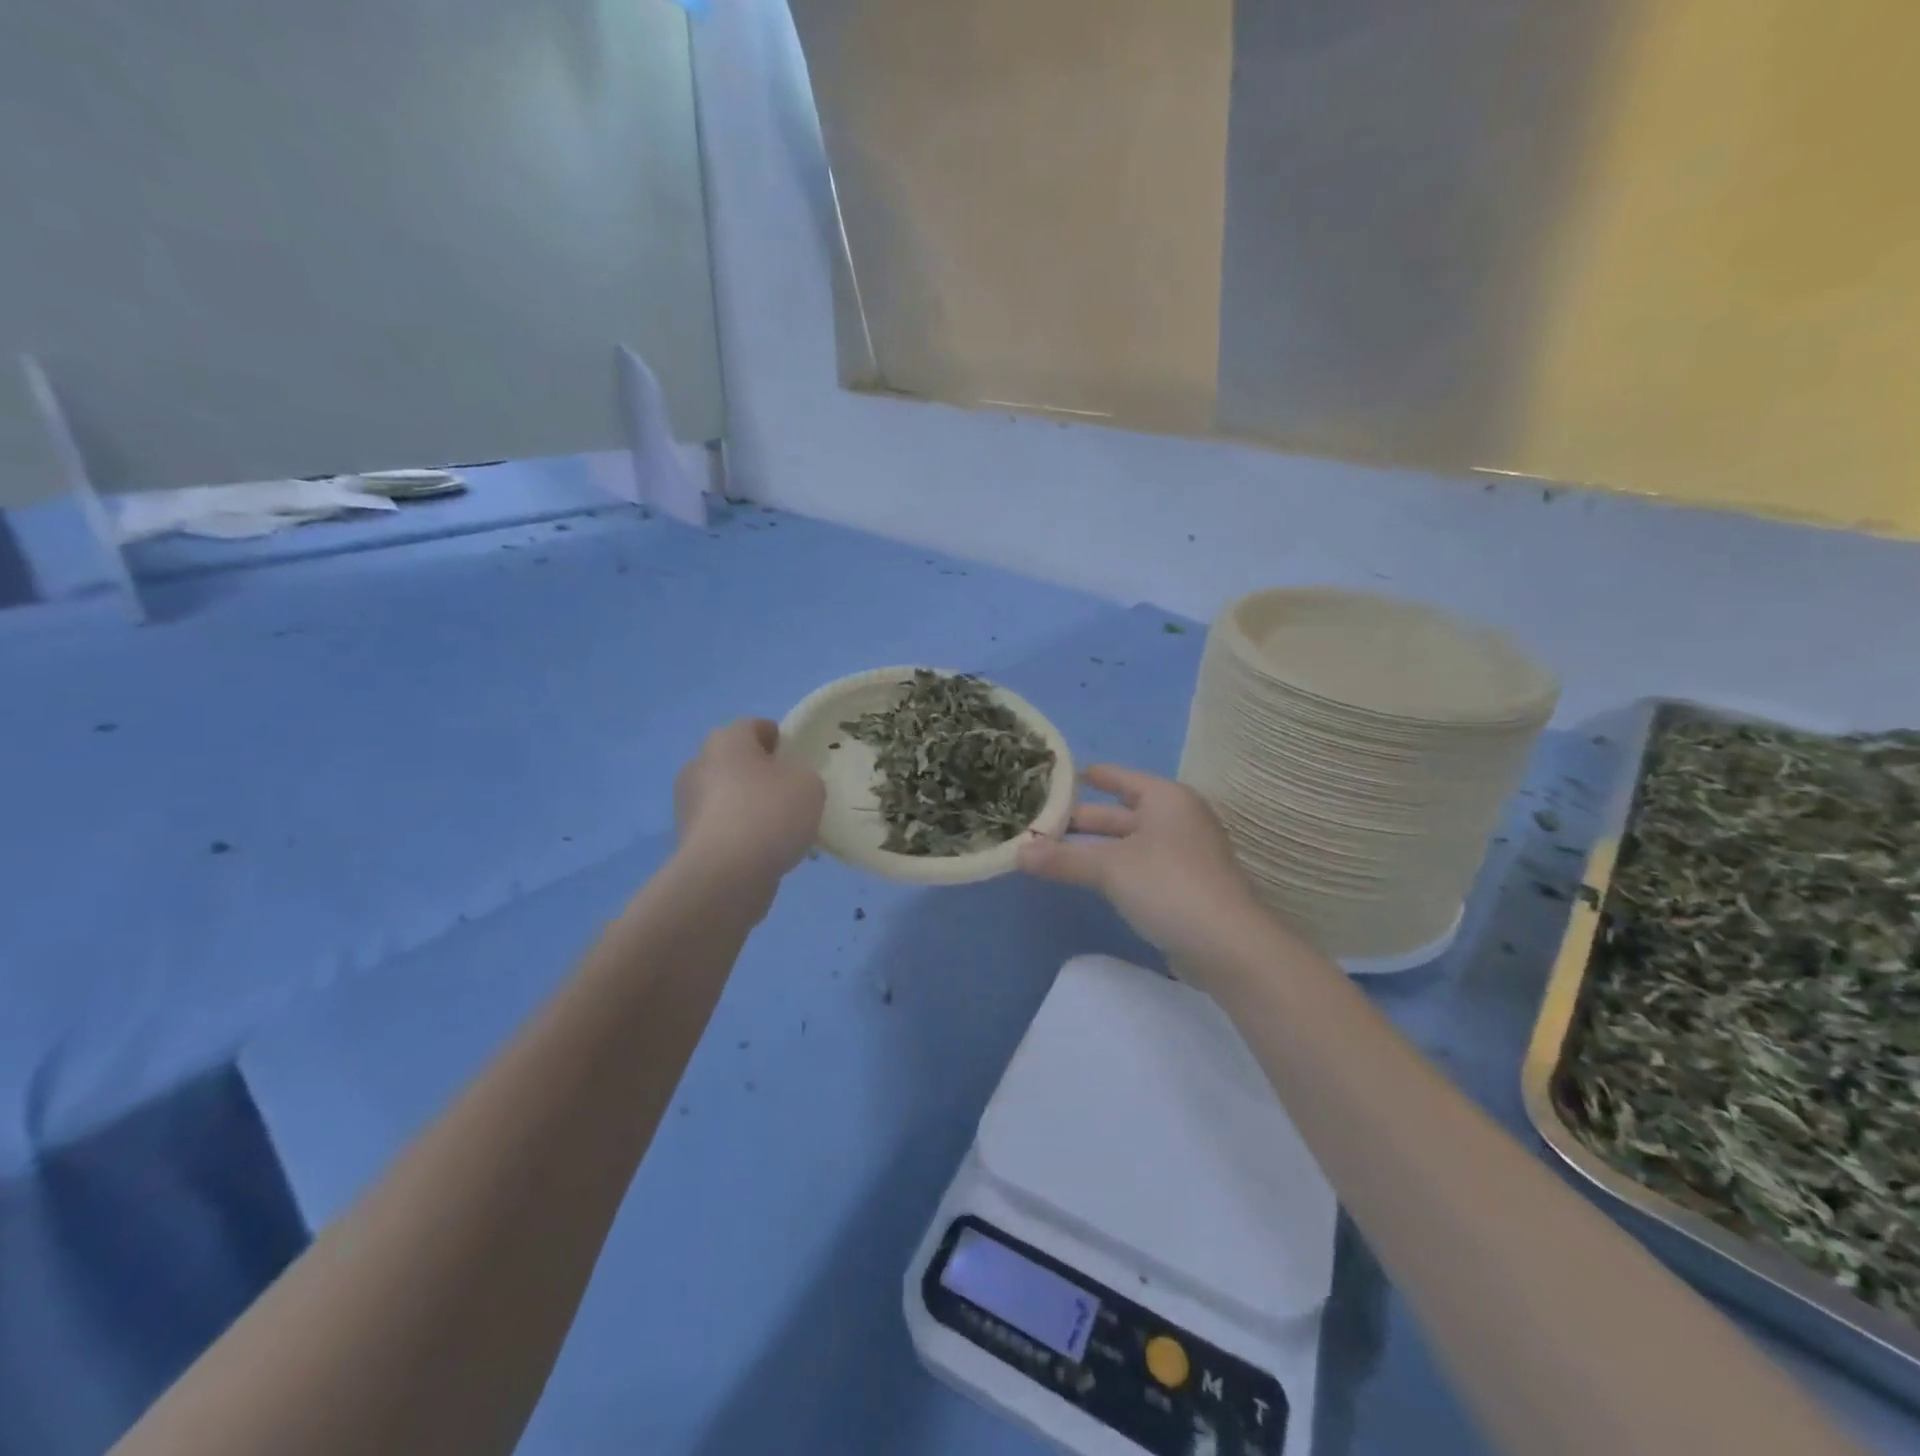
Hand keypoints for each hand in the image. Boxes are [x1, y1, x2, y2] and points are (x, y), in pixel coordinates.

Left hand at [674, 719, 824, 889]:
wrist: (725, 875)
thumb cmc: (769, 813)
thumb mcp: (809, 784)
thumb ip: (802, 775)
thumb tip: (787, 784)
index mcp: (726, 741)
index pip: (754, 726)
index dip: (777, 737)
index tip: (795, 754)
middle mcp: (699, 765)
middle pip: (735, 761)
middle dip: (759, 772)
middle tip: (789, 790)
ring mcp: (688, 804)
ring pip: (727, 796)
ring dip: (748, 805)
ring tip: (781, 827)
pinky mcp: (687, 840)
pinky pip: (722, 827)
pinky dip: (740, 834)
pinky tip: (764, 850)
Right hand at [1019, 764, 1266, 969]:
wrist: (1228, 946)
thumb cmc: (1169, 886)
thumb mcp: (1109, 868)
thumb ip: (1063, 859)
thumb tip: (1016, 853)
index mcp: (1166, 799)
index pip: (1122, 778)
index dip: (1092, 775)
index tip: (1061, 775)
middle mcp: (1177, 820)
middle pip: (1121, 813)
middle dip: (1082, 819)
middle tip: (1040, 820)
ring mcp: (1183, 855)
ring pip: (1128, 843)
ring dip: (1093, 848)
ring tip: (1052, 849)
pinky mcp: (1183, 887)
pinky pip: (1138, 867)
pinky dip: (1112, 869)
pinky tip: (1087, 878)